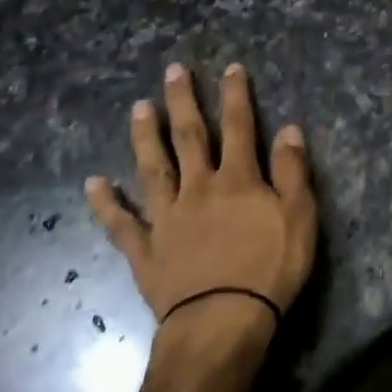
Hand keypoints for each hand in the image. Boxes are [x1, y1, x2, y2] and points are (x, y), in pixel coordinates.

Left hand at [85, 62, 317, 339]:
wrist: (221, 323)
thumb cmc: (269, 270)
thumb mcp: (299, 218)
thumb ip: (292, 171)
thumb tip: (289, 128)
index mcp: (237, 180)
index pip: (239, 127)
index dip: (236, 95)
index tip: (231, 67)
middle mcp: (198, 188)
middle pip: (189, 137)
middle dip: (183, 102)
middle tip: (173, 71)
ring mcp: (167, 218)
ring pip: (152, 168)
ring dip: (145, 136)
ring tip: (138, 108)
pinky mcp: (146, 250)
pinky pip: (121, 223)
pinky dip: (106, 203)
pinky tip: (93, 183)